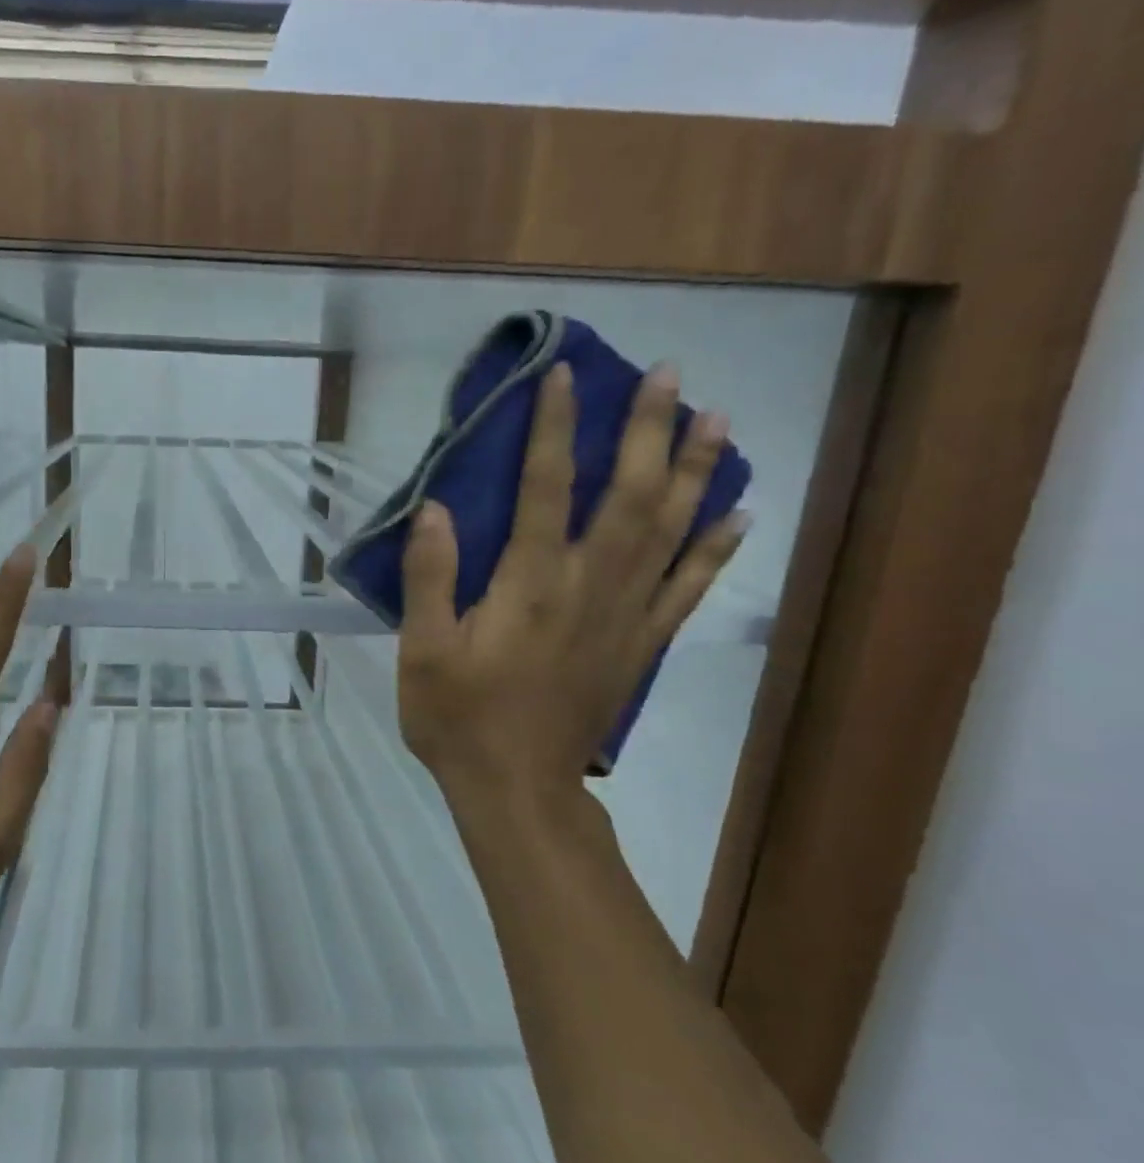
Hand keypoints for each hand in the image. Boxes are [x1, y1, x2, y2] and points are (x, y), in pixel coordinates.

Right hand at [397, 363, 746, 810]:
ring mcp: (625, 617)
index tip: (565, 375)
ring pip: (671, 531)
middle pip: (630, 496)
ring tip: (718, 419)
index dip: (557, 428)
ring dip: (697, 471)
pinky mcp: (641, 646)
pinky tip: (739, 517)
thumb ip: (431, 577)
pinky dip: (717, 550)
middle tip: (670, 374)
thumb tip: (436, 508)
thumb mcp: (423, 651)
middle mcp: (589, 587)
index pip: (547, 488)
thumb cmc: (458, 719)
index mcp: (530, 585)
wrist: (516, 788)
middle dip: (649, 430)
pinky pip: (688, 589)